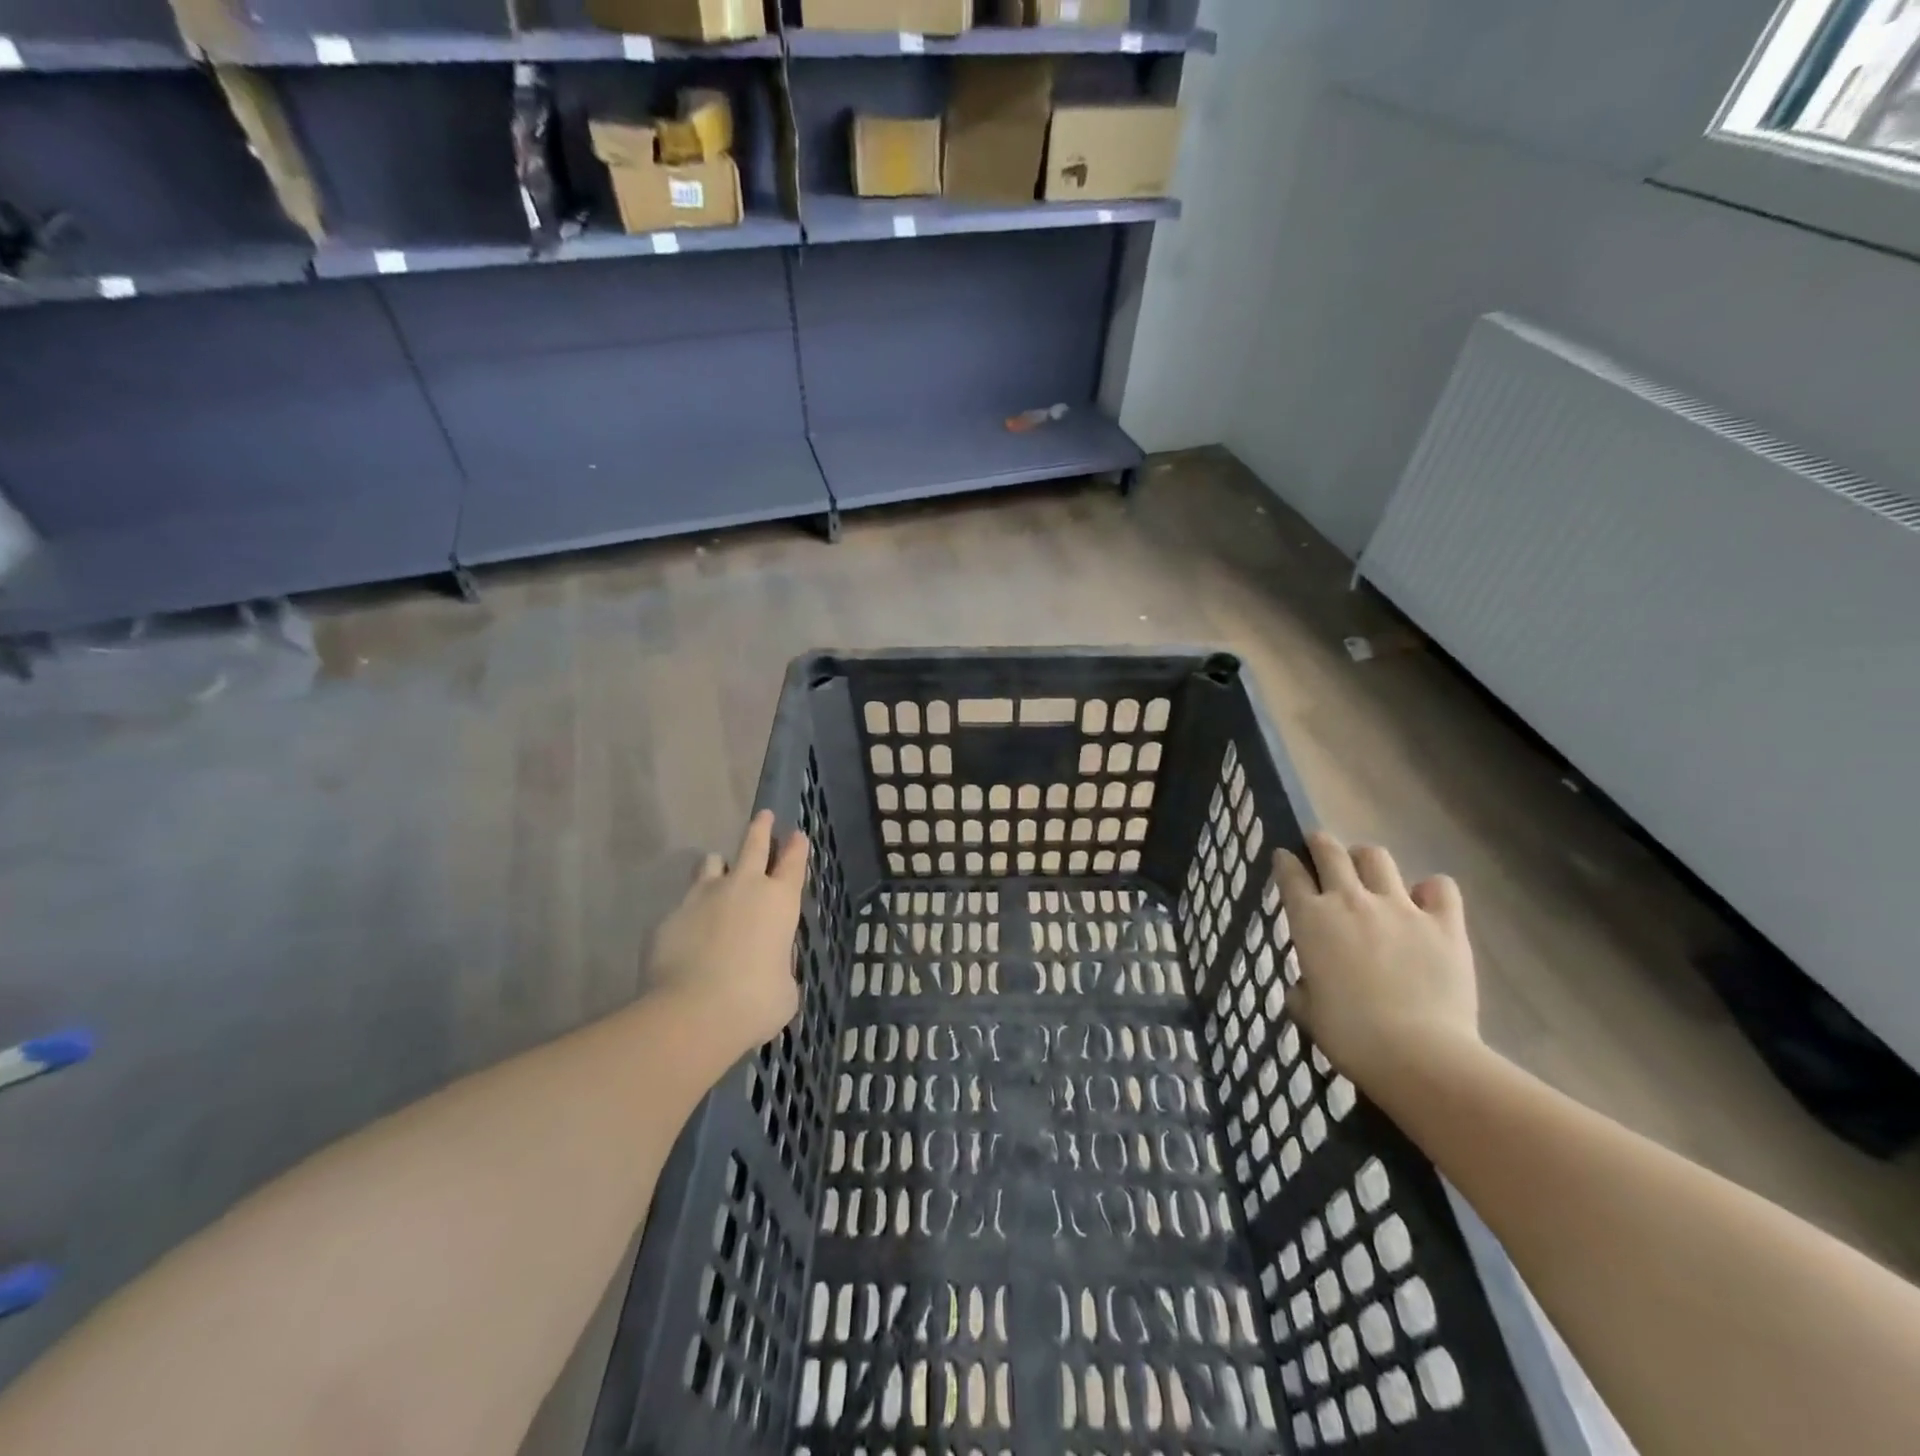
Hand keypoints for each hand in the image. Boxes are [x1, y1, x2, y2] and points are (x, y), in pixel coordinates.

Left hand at [649, 811, 806, 1056]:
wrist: (694, 1012)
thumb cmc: (756, 1001)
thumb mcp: (785, 987)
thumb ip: (779, 965)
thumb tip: (769, 965)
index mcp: (780, 901)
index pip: (793, 862)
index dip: (796, 846)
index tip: (797, 834)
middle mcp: (743, 887)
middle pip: (753, 844)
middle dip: (760, 828)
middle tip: (763, 816)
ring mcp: (702, 896)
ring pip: (711, 863)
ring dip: (719, 866)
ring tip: (718, 873)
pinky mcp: (670, 916)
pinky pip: (683, 904)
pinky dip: (690, 912)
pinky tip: (689, 933)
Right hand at [1274, 831, 1481, 1094]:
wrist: (1417, 1053)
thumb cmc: (1350, 1036)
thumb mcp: (1308, 1013)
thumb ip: (1303, 990)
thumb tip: (1307, 986)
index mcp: (1310, 919)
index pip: (1289, 873)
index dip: (1285, 862)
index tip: (1285, 858)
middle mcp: (1349, 900)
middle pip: (1330, 850)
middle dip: (1320, 843)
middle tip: (1320, 849)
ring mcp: (1399, 907)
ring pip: (1377, 857)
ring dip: (1367, 860)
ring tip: (1370, 873)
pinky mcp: (1444, 923)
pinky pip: (1440, 887)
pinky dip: (1431, 890)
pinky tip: (1427, 903)